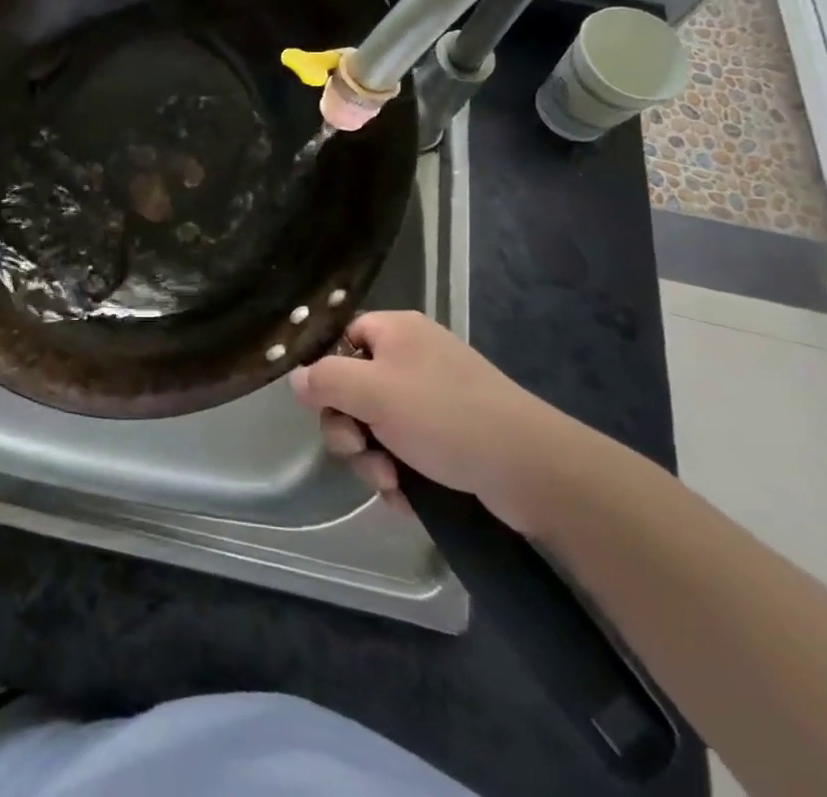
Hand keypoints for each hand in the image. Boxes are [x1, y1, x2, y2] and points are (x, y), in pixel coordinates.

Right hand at [288, 311, 590, 535]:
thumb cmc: (444, 416)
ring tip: (390, 482)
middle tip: (359, 450)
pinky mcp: (451, 436)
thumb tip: (295, 377)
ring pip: (378, 426)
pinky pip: (406, 449)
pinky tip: (407, 496)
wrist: (531, 468)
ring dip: (372, 458)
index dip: (327, 372)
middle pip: (355, 388)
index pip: (342, 339)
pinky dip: (400, 472)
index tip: (323, 406)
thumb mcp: (373, 393)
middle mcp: (413, 358)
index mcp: (396, 331)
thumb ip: (326, 381)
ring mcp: (434, 398)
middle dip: (350, 428)